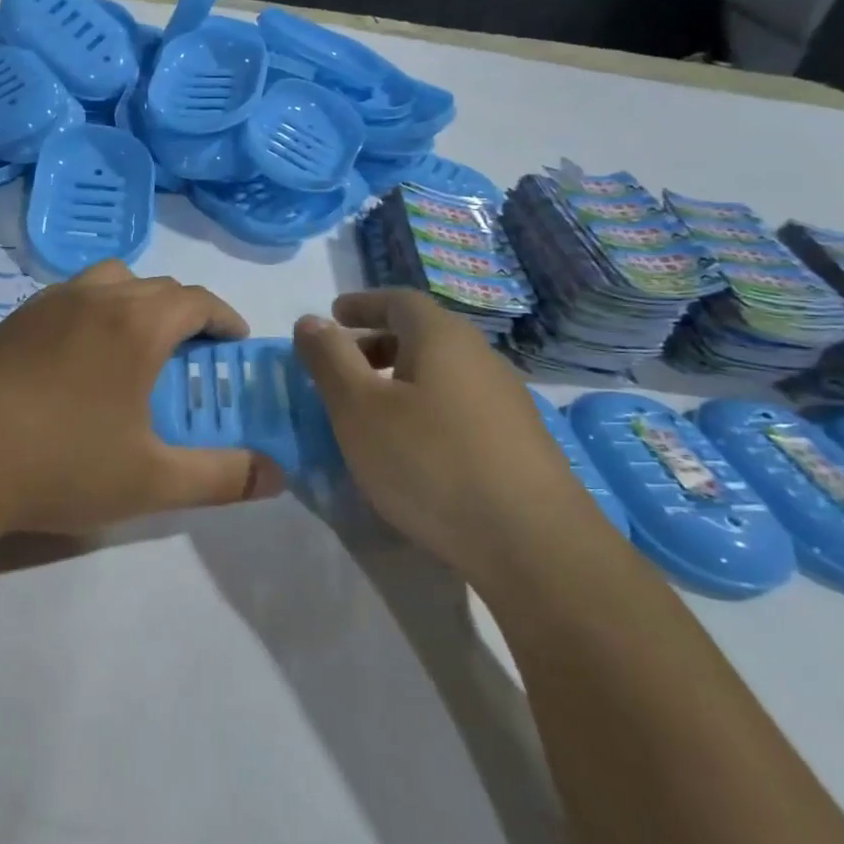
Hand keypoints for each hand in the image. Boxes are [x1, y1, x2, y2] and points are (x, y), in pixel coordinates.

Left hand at [0, 262, 284, 550]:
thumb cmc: (61, 464)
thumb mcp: (152, 481)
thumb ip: (223, 476)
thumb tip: (278, 475)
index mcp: (136, 323)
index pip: (198, 300)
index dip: (225, 318)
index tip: (235, 344)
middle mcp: (94, 297)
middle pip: (156, 286)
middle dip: (185, 313)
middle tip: (191, 357)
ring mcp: (47, 303)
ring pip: (109, 281)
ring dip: (136, 303)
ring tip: (135, 349)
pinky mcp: (11, 320)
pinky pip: (71, 297)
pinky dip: (95, 312)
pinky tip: (80, 362)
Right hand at [293, 290, 594, 568]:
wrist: (533, 542)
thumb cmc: (430, 462)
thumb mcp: (359, 409)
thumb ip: (330, 360)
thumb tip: (310, 320)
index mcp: (442, 337)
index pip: (399, 300)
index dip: (363, 304)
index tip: (334, 315)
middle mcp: (480, 357)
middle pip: (423, 334)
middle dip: (378, 343)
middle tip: (344, 368)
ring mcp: (507, 400)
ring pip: (443, 372)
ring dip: (403, 379)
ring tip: (373, 412)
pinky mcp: (520, 441)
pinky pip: (460, 405)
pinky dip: (427, 408)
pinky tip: (415, 448)